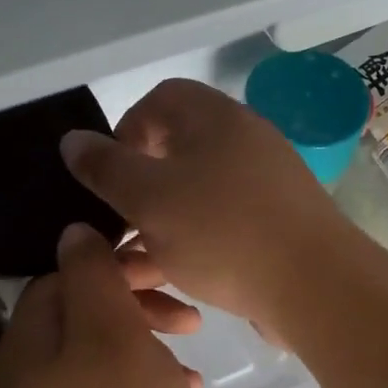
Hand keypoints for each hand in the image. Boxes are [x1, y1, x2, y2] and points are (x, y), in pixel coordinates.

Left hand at [0, 224, 202, 387]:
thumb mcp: (112, 338)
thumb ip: (92, 279)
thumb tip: (73, 233)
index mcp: (26, 349)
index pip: (59, 279)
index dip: (110, 265)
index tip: (161, 269)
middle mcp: (30, 381)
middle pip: (81, 315)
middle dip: (135, 302)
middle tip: (187, 312)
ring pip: (103, 355)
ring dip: (148, 340)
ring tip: (193, 346)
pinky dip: (148, 382)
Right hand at [60, 78, 369, 338]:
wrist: (315, 287)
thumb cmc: (223, 231)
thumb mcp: (150, 198)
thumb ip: (106, 168)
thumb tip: (72, 140)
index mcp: (215, 119)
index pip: (160, 100)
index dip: (125, 130)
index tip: (107, 175)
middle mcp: (242, 142)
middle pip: (175, 151)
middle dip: (136, 189)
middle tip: (115, 223)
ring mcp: (262, 186)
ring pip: (193, 196)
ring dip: (157, 225)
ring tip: (130, 264)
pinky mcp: (272, 227)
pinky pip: (218, 225)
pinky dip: (189, 245)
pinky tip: (169, 279)